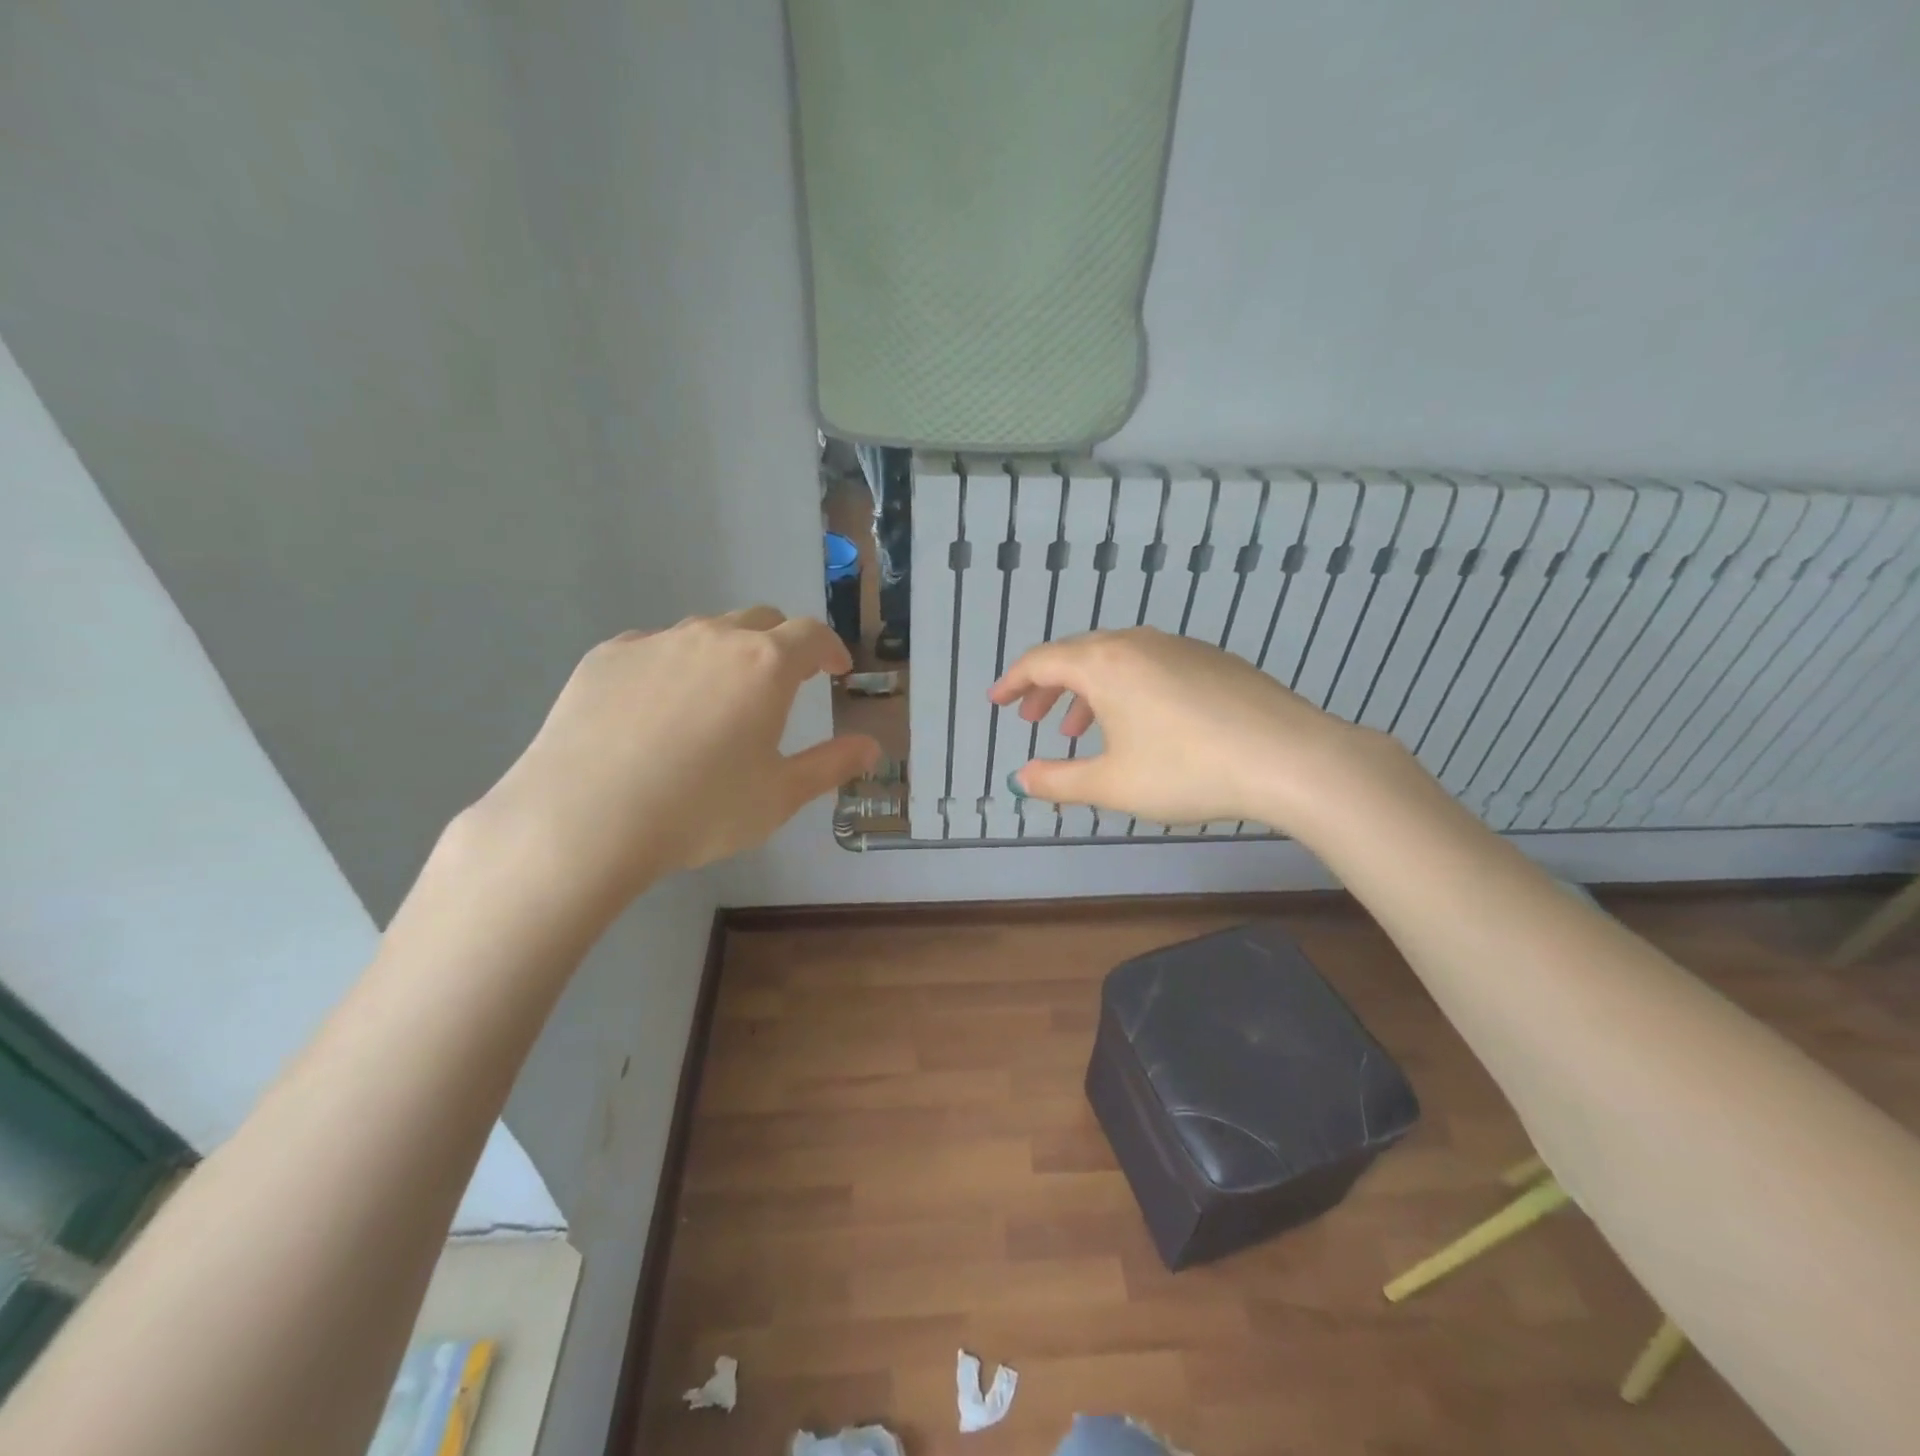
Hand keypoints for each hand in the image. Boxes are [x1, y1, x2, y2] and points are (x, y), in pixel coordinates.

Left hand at [469, 607, 878, 911]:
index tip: (835, 669)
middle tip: (782, 683)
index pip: (812, 635)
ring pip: (705, 632)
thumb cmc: (700, 810)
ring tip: (717, 701)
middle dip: (781, 645)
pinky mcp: (607, 656)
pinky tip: (656, 712)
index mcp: (766, 666)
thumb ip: (832, 765)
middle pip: (760, 621)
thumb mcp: (780, 796)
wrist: (584, 819)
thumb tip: (871, 747)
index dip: (830, 649)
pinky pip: (654, 649)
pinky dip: (672, 667)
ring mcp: (655, 641)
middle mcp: (714, 638)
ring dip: (726, 654)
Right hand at [989, 627, 1380, 831]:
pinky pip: (1151, 665)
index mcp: (1104, 663)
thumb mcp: (1112, 784)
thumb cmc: (1187, 770)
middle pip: (1077, 655)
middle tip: (1034, 718)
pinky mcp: (1213, 660)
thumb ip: (1059, 780)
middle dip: (1049, 686)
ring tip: (1082, 730)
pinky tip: (1141, 724)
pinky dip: (1127, 689)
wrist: (1289, 757)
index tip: (997, 702)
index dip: (1013, 682)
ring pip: (1117, 660)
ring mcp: (1180, 647)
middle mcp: (1138, 642)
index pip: (1041, 661)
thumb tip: (1020, 779)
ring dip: (1089, 691)